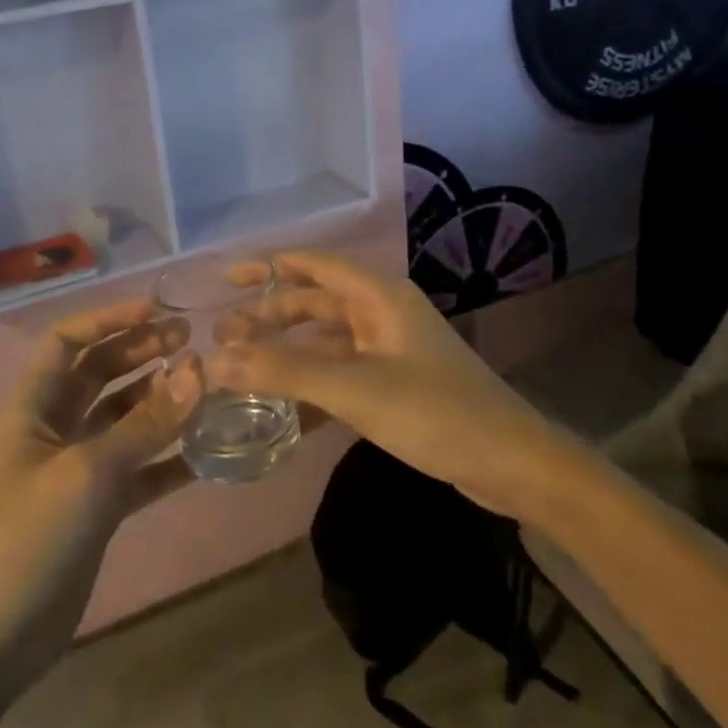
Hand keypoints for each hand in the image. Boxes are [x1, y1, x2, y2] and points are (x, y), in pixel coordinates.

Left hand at [0, 299, 200, 694]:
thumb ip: (146, 423)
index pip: (68, 341)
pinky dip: (170, 456)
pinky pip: (141, 467)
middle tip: (192, 341)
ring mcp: (79, 468)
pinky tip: (207, 450)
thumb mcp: (89, 473)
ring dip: (161, 400)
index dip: (108, 318)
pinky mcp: (100, 506)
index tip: (158, 311)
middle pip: (101, 372)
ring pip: (125, 418)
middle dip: (142, 351)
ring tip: (205, 385)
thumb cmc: (28, 537)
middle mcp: (56, 427)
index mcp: (34, 406)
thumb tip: (198, 369)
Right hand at [216, 252, 551, 517]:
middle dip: (270, 313)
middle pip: (315, 302)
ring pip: (326, 337)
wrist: (511, 462)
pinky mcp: (396, 380)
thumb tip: (216, 359)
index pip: (313, 265)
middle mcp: (382, 312)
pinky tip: (283, 396)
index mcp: (378, 296)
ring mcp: (390, 347)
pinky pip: (341, 366)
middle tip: (222, 333)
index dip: (268, 267)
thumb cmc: (434, 412)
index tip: (226, 280)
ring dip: (287, 346)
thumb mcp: (353, 389)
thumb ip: (284, 371)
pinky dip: (310, 375)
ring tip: (243, 361)